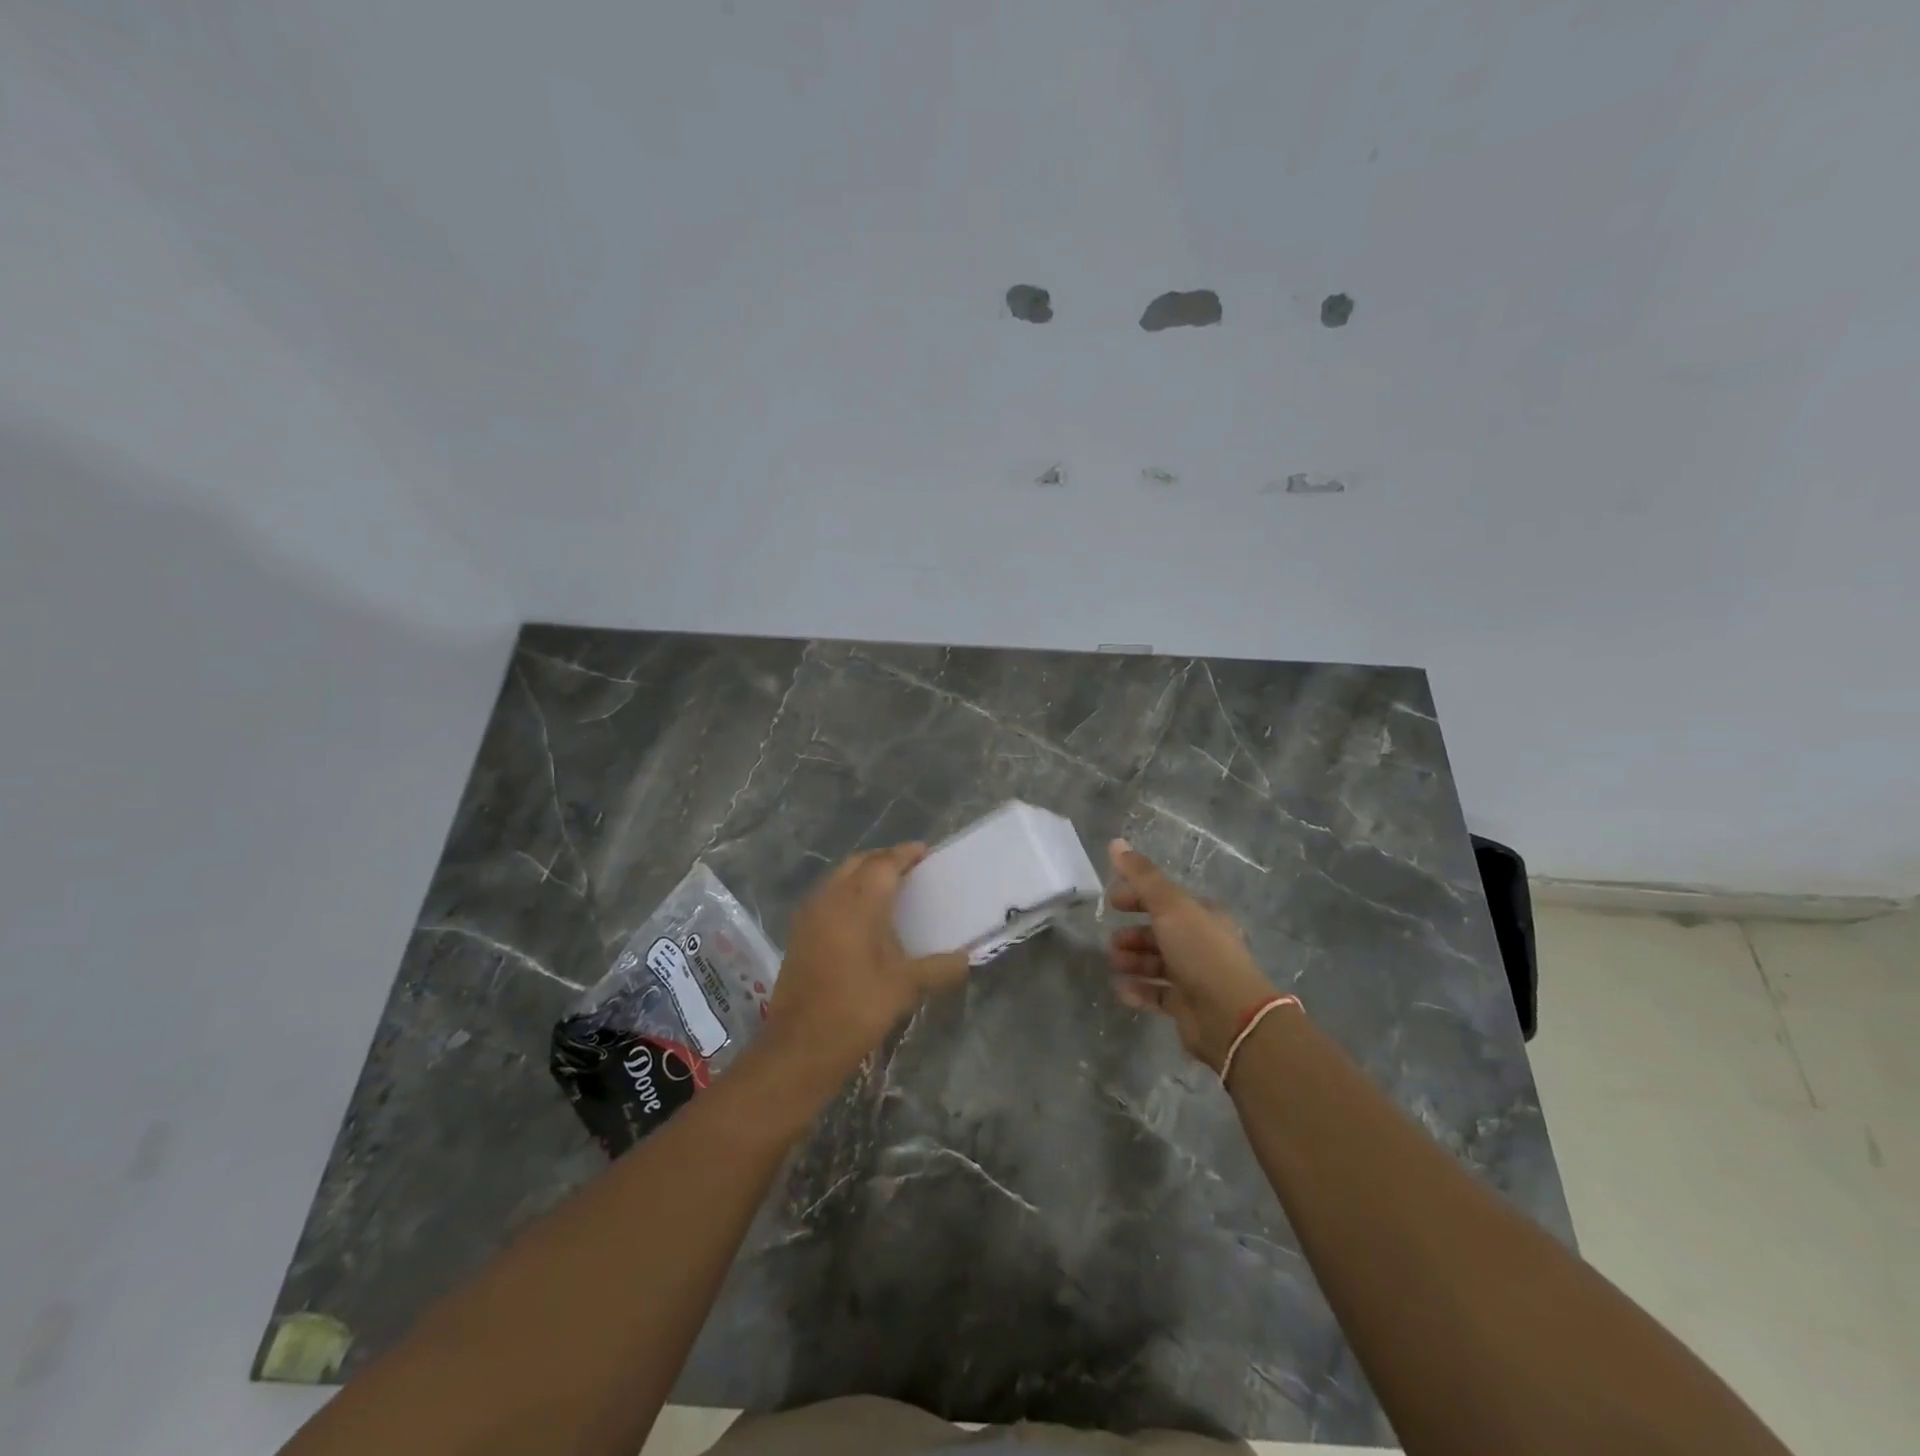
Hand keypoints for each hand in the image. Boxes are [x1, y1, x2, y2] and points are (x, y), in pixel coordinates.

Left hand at [762, 844, 968, 1089]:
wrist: (799, 1046)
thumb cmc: (857, 1009)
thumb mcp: (906, 988)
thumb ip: (939, 968)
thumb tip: (966, 959)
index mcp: (858, 902)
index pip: (884, 863)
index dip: (905, 853)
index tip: (925, 851)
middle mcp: (830, 898)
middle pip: (858, 863)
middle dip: (883, 860)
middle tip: (909, 869)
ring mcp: (809, 915)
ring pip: (838, 878)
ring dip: (862, 875)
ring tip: (888, 890)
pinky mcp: (798, 933)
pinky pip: (826, 897)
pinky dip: (846, 894)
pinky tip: (861, 917)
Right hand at [1106, 838, 1279, 1070]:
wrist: (1230, 1016)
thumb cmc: (1201, 952)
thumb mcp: (1170, 906)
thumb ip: (1141, 876)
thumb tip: (1115, 842)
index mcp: (1203, 916)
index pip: (1165, 899)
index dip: (1137, 897)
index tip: (1111, 901)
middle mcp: (1201, 943)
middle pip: (1160, 932)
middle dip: (1133, 933)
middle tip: (1111, 939)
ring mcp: (1195, 976)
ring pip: (1157, 963)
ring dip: (1133, 961)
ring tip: (1114, 963)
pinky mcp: (1187, 1006)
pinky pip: (1157, 994)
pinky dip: (1138, 990)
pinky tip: (1121, 989)